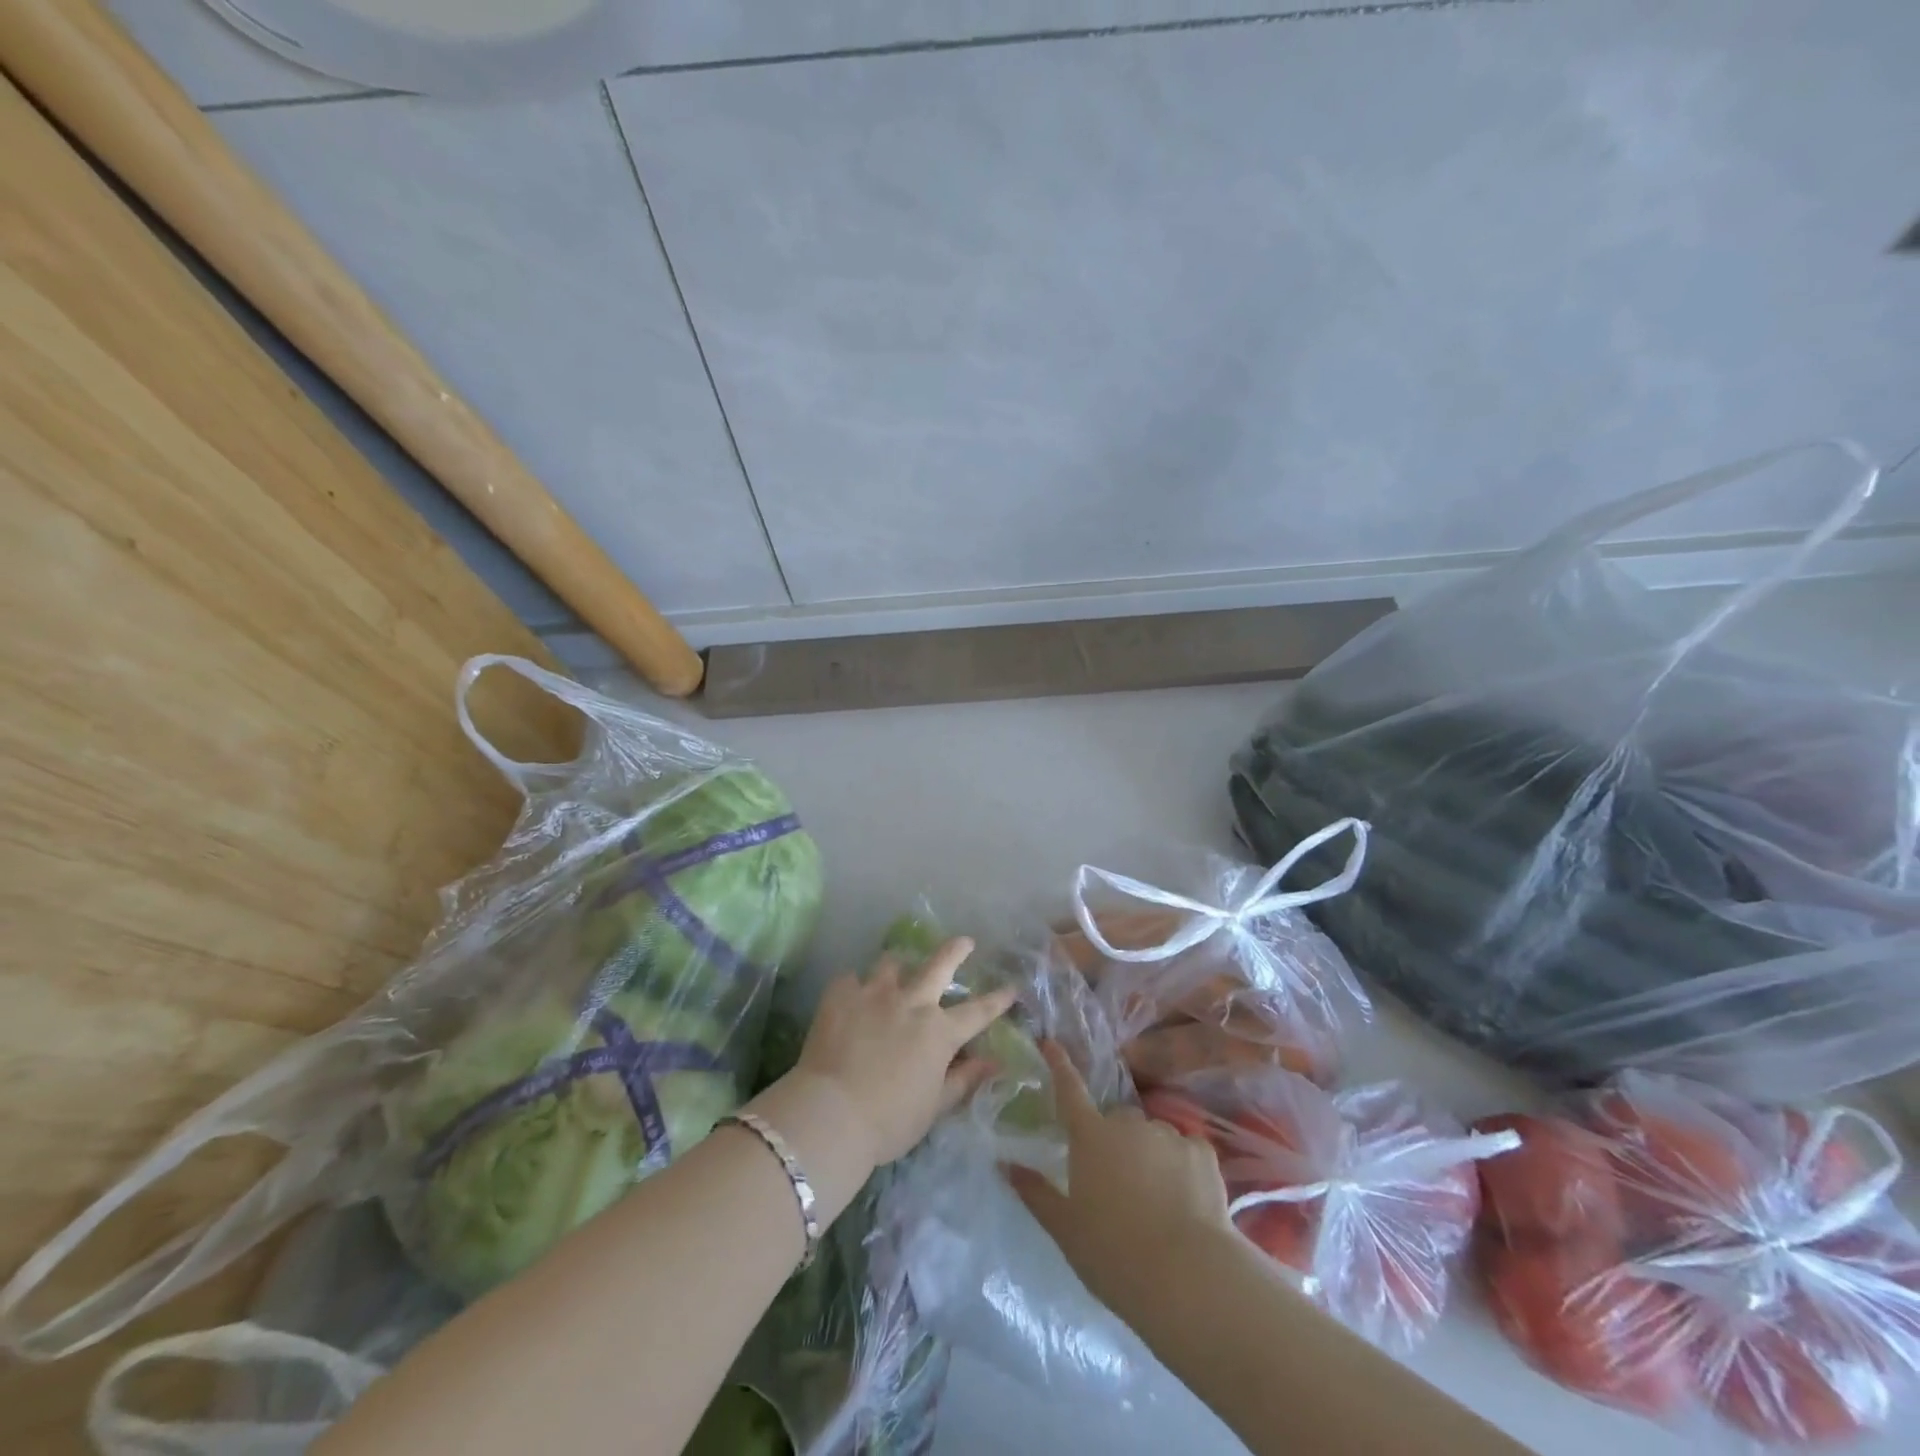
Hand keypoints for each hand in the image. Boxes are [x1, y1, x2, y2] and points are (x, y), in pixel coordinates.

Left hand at [789, 937, 1017, 1169]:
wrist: (831, 1113)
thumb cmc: (889, 1121)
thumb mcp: (934, 1107)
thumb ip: (963, 1080)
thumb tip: (993, 1062)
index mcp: (938, 1032)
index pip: (977, 1012)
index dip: (997, 1000)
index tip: (1011, 987)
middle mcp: (911, 1002)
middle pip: (939, 965)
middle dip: (955, 950)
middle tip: (964, 941)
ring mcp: (874, 993)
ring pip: (891, 963)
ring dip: (897, 966)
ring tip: (895, 968)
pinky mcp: (841, 994)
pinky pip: (850, 978)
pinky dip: (854, 985)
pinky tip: (850, 995)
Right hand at [1008, 1042, 1230, 1324]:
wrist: (1187, 1277)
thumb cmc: (1114, 1254)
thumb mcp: (1065, 1229)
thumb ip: (1035, 1192)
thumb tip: (1004, 1164)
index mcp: (1090, 1136)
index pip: (1069, 1090)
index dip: (1059, 1064)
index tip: (1050, 1042)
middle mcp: (1128, 1123)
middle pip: (1117, 1121)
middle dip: (1115, 1142)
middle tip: (1116, 1185)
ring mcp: (1167, 1134)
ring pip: (1152, 1135)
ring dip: (1148, 1155)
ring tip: (1155, 1202)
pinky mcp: (1202, 1152)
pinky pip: (1185, 1150)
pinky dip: (1182, 1167)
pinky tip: (1186, 1201)